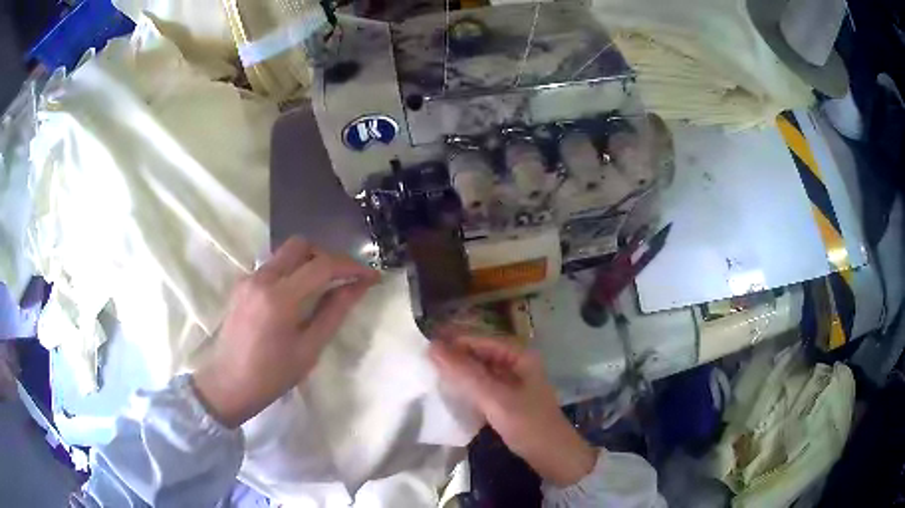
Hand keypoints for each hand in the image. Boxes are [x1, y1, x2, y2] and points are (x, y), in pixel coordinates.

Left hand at [193, 238, 378, 427]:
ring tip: (323, 288)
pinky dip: (291, 272)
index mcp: (279, 297)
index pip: (322, 265)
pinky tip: (296, 297)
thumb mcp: (309, 349)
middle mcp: (261, 278)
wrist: (227, 384)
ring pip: (285, 253)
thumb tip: (358, 286)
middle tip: (343, 279)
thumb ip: (334, 312)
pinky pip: (272, 266)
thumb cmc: (271, 375)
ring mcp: (248, 278)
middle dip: (327, 256)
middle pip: (300, 245)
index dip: (351, 266)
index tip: (370, 276)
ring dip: (308, 262)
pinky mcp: (241, 285)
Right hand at [429, 335, 598, 486]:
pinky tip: (450, 390)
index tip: (424, 348)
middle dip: (454, 355)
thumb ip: (465, 373)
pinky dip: (467, 385)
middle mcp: (516, 362)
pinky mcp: (507, 397)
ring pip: (480, 369)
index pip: (480, 339)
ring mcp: (513, 380)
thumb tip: (432, 347)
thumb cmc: (527, 424)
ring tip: (431, 373)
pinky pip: (483, 384)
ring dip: (459, 370)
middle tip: (423, 361)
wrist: (552, 455)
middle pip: (479, 352)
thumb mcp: (495, 398)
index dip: (453, 341)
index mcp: (519, 355)